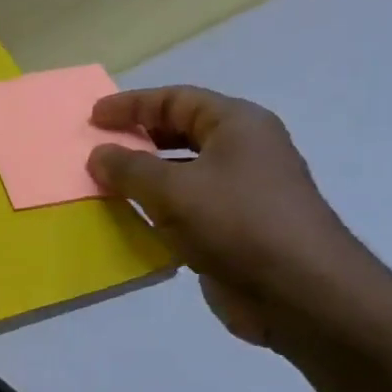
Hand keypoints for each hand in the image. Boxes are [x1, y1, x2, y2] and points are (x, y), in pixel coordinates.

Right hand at [87, 87, 387, 348]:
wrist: (298, 292)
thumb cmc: (237, 223)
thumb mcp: (174, 189)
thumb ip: (130, 168)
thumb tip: (99, 154)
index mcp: (237, 125)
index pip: (176, 99)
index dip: (132, 105)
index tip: (93, 118)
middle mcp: (242, 152)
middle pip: (181, 132)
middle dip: (138, 140)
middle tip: (97, 151)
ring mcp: (240, 193)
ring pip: (182, 174)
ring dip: (144, 179)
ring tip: (105, 187)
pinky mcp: (233, 231)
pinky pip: (187, 210)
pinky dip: (158, 211)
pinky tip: (131, 222)